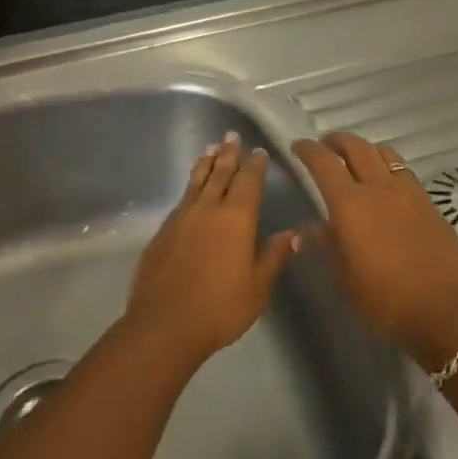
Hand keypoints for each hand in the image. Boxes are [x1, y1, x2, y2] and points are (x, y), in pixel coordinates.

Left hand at [126, 134, 294, 363]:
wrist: (165, 322)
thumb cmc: (220, 306)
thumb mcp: (258, 285)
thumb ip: (274, 255)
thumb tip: (294, 233)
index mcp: (236, 217)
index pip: (248, 181)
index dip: (255, 165)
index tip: (258, 151)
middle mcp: (208, 208)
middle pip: (220, 173)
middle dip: (228, 154)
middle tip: (231, 136)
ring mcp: (181, 217)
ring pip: (196, 181)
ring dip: (206, 163)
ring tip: (210, 148)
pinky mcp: (163, 231)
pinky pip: (182, 198)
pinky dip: (190, 185)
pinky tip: (191, 189)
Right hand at [291, 133, 457, 361]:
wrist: (443, 311)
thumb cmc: (383, 298)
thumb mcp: (343, 276)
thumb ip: (325, 245)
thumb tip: (306, 231)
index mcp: (349, 203)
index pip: (323, 163)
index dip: (308, 150)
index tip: (299, 146)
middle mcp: (379, 188)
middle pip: (357, 147)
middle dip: (337, 141)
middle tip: (326, 145)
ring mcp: (409, 193)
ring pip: (386, 154)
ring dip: (367, 150)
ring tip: (359, 159)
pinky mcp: (430, 204)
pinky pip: (405, 173)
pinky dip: (390, 169)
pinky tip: (388, 186)